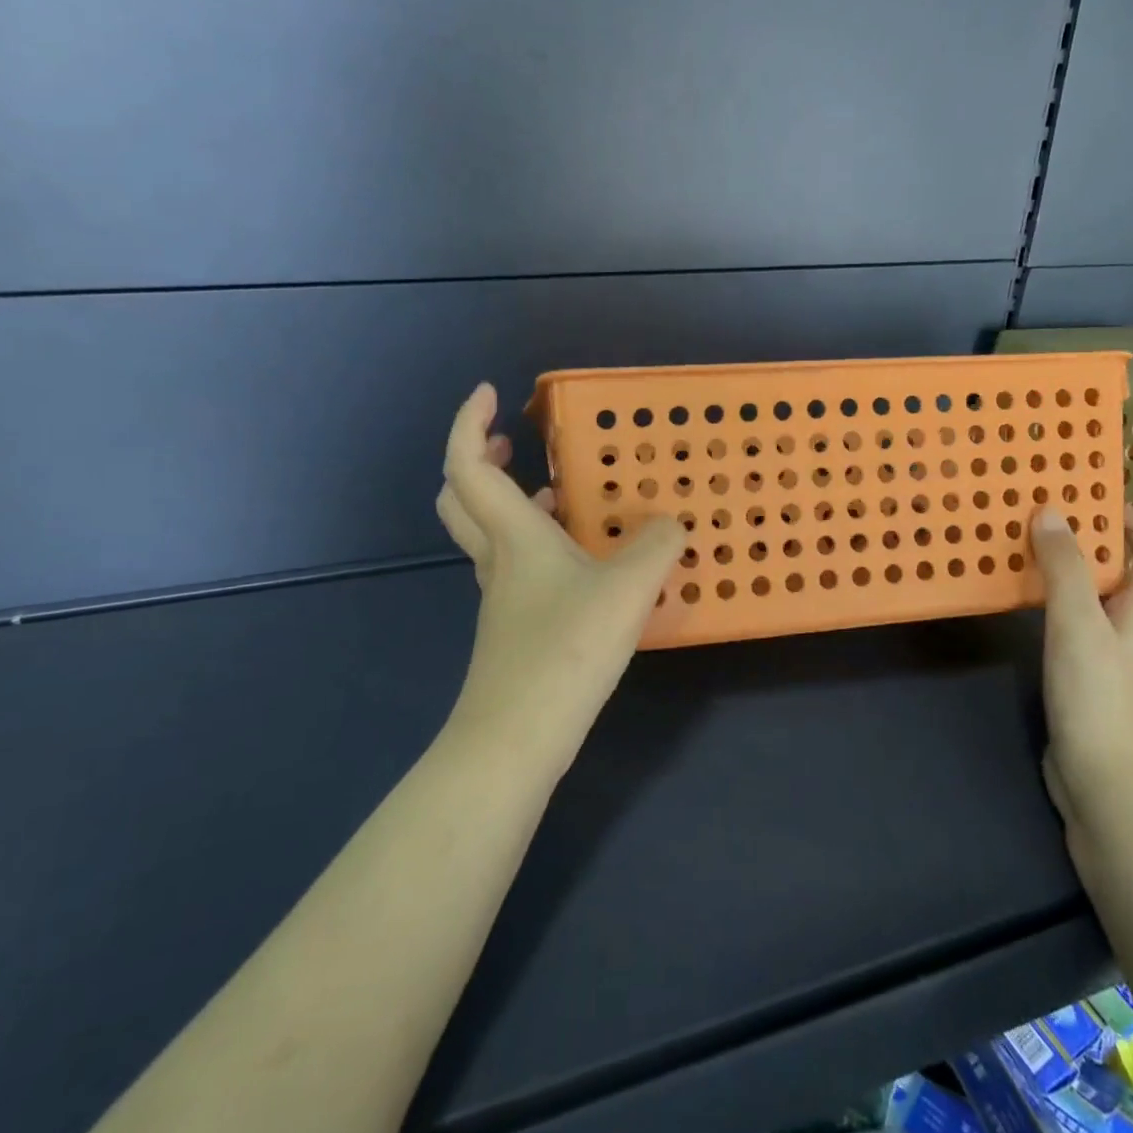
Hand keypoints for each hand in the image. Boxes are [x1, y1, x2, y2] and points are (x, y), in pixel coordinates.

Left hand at [435, 383, 681, 763]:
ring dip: (512, 502)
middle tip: (513, 443)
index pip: (467, 465)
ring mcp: (502, 597)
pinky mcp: (514, 628)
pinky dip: (536, 544)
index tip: (490, 393)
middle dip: (478, 460)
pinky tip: (580, 562)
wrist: (517, 739)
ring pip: (489, 534)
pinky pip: (516, 566)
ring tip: (559, 493)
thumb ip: (656, 547)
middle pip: (461, 498)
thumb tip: (671, 526)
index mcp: (514, 535)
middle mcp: (498, 559)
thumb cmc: (566, 650)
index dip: (468, 422)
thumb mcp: (628, 589)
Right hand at [1029, 503, 1132, 831]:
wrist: (1107, 786)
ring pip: (1089, 604)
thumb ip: (1065, 570)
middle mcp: (1127, 633)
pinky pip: (1065, 631)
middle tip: (1042, 518)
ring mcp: (1104, 662)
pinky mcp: (1079, 685)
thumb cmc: (1100, 699)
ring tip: (1020, 552)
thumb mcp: (1079, 625)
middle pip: (1121, 578)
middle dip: (1090, 544)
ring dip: (1063, 575)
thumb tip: (1050, 510)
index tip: (1099, 499)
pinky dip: (1046, 611)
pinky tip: (1016, 609)